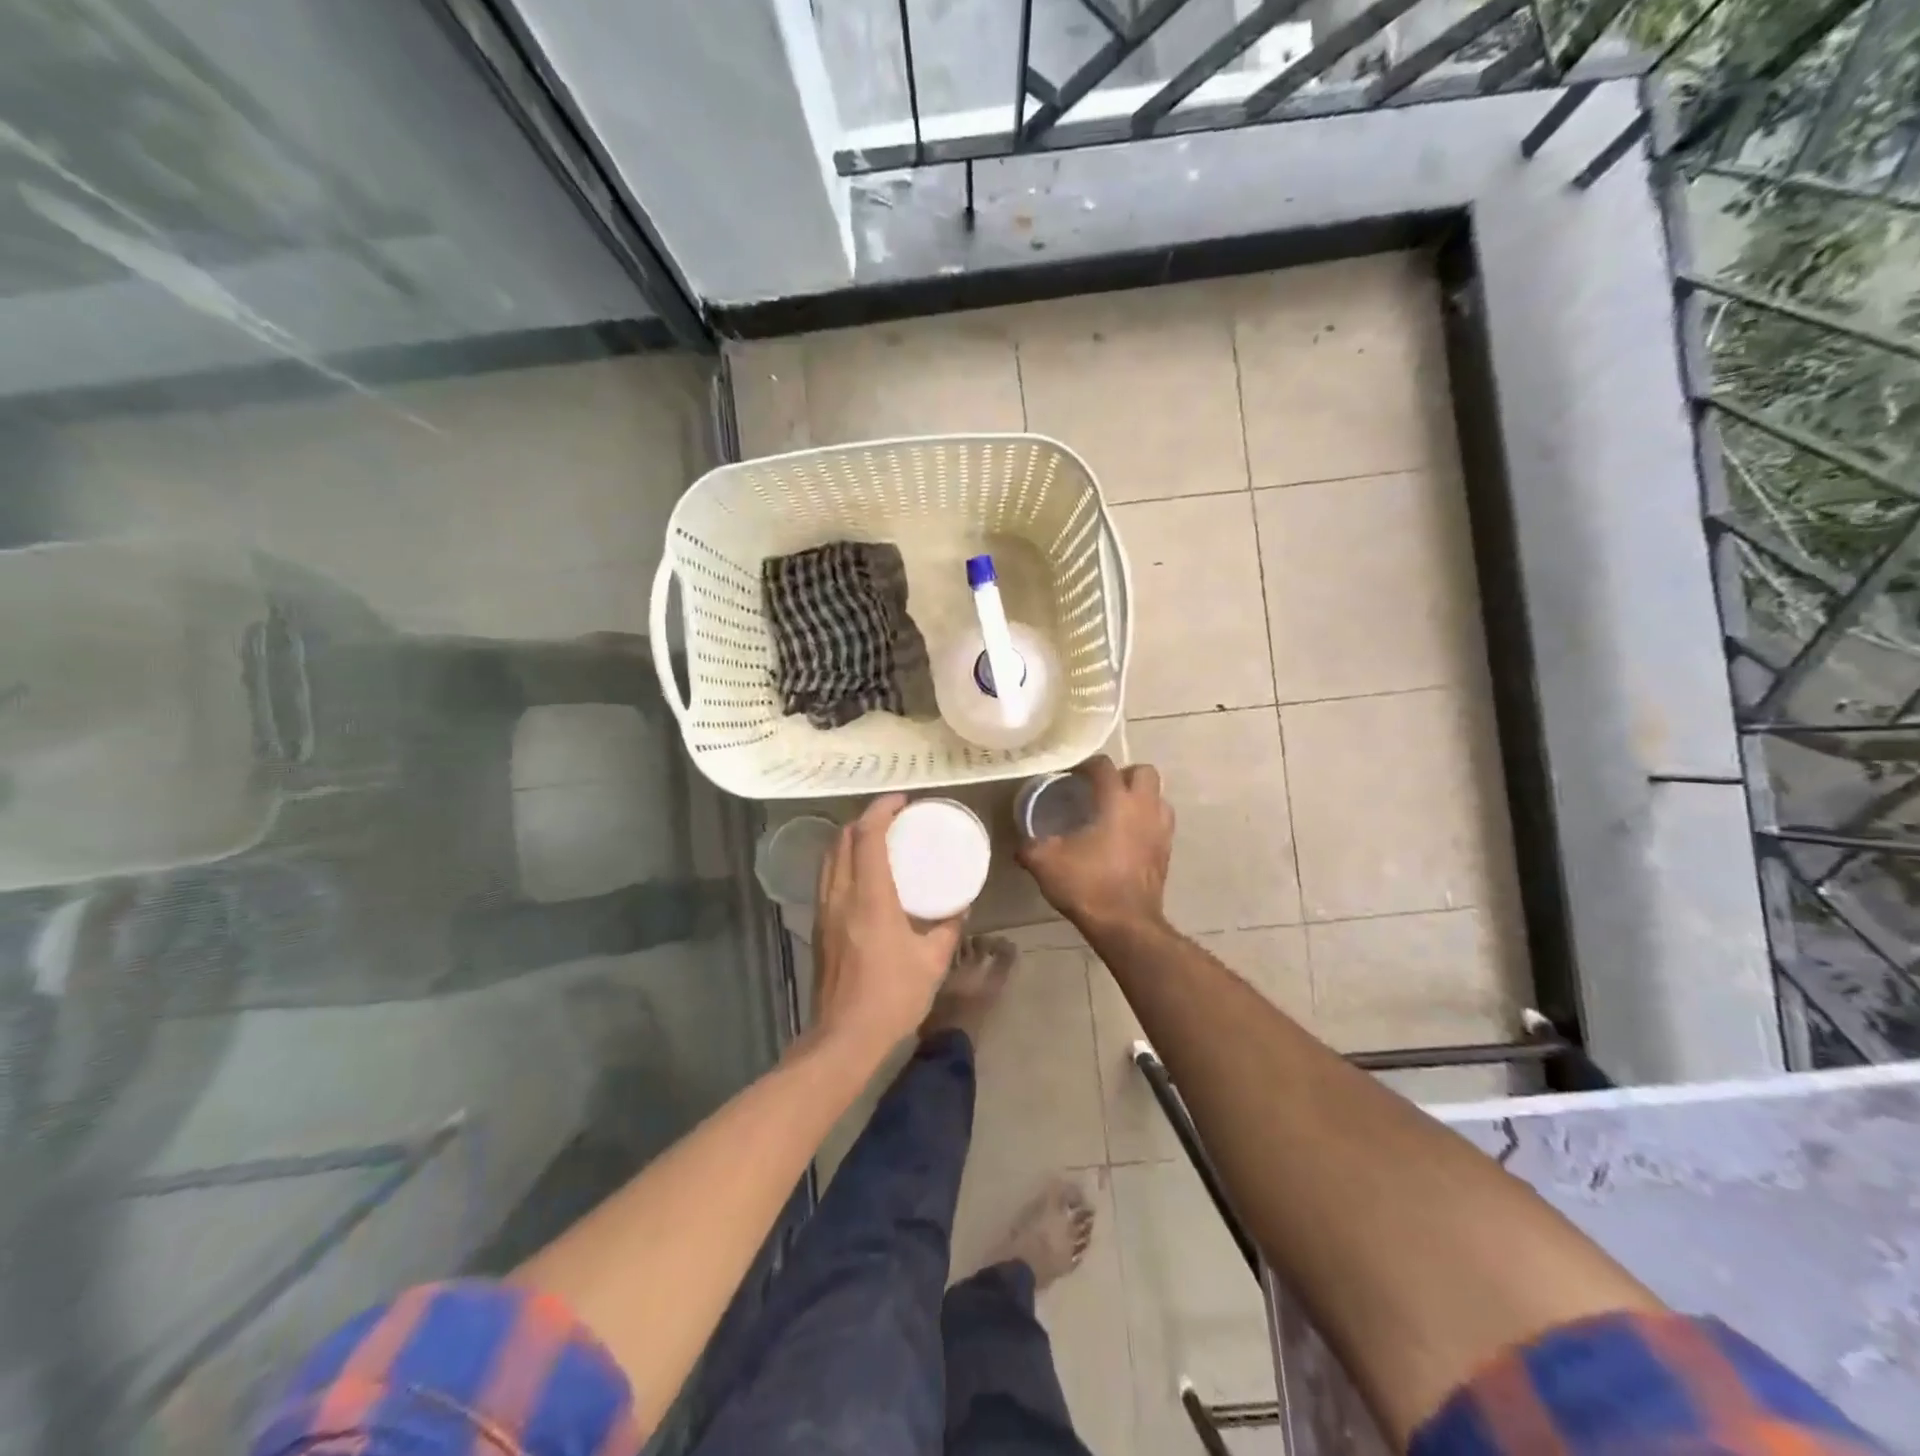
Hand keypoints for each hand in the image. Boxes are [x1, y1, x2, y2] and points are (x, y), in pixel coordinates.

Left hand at [809, 794, 963, 1059]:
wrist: (844, 1036)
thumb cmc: (893, 997)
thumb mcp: (933, 961)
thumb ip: (948, 927)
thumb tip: (961, 904)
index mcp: (870, 898)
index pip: (867, 836)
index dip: (881, 810)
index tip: (902, 800)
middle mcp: (841, 895)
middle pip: (842, 839)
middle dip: (865, 819)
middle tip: (893, 817)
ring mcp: (824, 910)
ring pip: (830, 856)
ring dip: (850, 838)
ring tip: (877, 838)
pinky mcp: (819, 925)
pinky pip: (827, 876)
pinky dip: (843, 860)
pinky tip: (862, 873)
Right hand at [1016, 756, 1173, 934]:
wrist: (1125, 925)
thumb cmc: (1087, 885)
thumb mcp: (1045, 863)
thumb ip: (1029, 846)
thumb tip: (1020, 844)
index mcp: (1116, 801)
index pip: (1104, 766)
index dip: (1085, 766)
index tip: (1069, 776)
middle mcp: (1144, 808)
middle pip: (1143, 772)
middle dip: (1123, 774)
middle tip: (1100, 790)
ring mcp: (1160, 830)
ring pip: (1158, 796)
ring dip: (1140, 797)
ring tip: (1116, 811)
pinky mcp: (1167, 852)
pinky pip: (1160, 822)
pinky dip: (1146, 821)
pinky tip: (1126, 837)